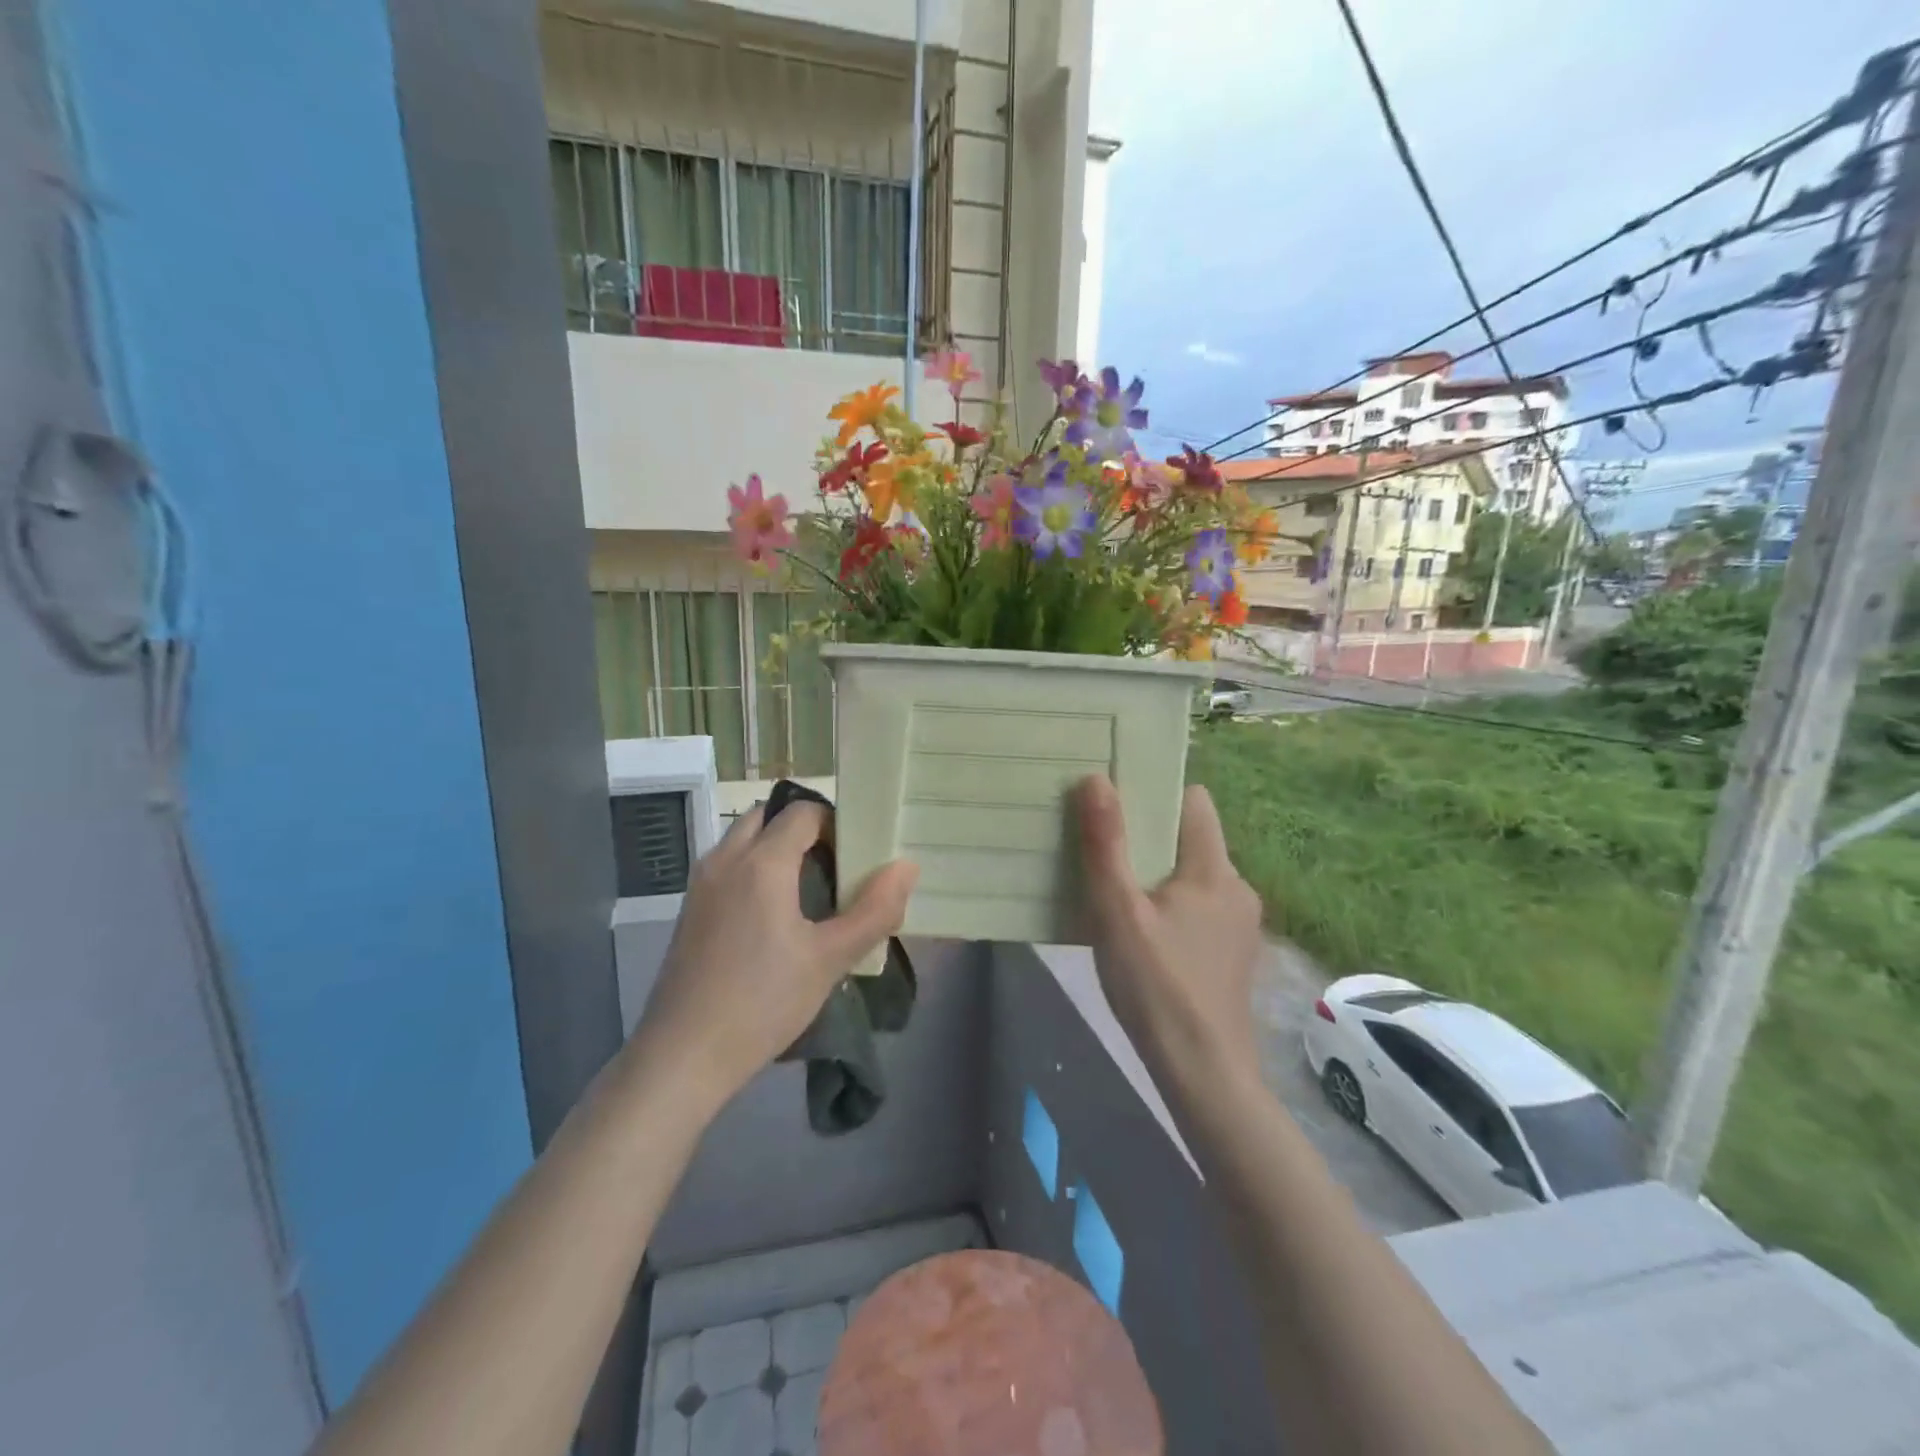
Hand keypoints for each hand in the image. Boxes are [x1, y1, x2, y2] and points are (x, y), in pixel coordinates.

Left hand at [626, 801, 917, 1112]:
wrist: (683, 1055)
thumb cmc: (764, 1002)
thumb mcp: (830, 959)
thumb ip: (874, 910)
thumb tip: (906, 868)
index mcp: (762, 862)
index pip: (803, 811)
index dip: (835, 823)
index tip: (856, 855)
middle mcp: (725, 859)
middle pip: (768, 815)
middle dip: (802, 828)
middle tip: (833, 866)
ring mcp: (701, 883)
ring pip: (743, 839)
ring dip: (775, 846)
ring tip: (807, 891)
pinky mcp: (689, 909)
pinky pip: (727, 865)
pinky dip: (753, 868)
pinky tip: (773, 917)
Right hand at [1073, 775, 1264, 1082]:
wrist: (1203, 1073)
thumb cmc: (1157, 987)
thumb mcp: (1118, 913)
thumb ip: (1106, 845)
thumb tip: (1096, 779)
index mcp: (1214, 869)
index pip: (1194, 801)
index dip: (1156, 793)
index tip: (1115, 800)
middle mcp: (1236, 887)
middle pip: (1190, 838)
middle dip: (1146, 836)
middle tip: (1100, 844)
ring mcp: (1240, 923)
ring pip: (1192, 875)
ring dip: (1155, 874)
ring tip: (1113, 889)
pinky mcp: (1232, 952)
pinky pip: (1198, 906)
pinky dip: (1169, 905)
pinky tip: (1140, 932)